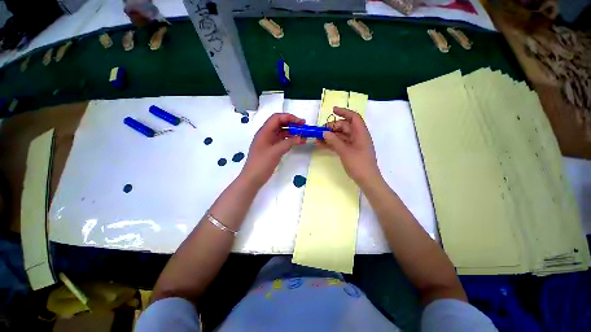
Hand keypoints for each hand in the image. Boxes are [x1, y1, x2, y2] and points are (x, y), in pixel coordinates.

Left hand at [241, 113, 305, 186]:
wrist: (253, 178)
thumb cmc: (262, 163)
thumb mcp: (275, 152)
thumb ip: (288, 143)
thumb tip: (300, 137)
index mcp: (264, 131)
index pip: (277, 118)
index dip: (289, 117)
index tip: (300, 122)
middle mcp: (267, 134)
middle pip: (280, 124)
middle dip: (292, 124)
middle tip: (304, 128)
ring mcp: (269, 142)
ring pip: (282, 133)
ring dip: (292, 133)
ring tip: (304, 136)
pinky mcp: (272, 149)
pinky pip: (282, 141)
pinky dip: (290, 141)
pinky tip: (298, 142)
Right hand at [320, 107, 381, 185]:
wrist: (367, 180)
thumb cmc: (358, 164)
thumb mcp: (345, 151)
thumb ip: (334, 141)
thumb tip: (325, 132)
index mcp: (361, 133)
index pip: (354, 117)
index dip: (344, 112)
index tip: (333, 110)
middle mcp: (358, 136)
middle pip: (345, 127)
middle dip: (333, 127)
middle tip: (321, 130)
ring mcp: (354, 144)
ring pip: (341, 136)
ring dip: (330, 136)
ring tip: (318, 138)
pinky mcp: (350, 151)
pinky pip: (340, 144)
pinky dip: (332, 143)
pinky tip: (322, 144)